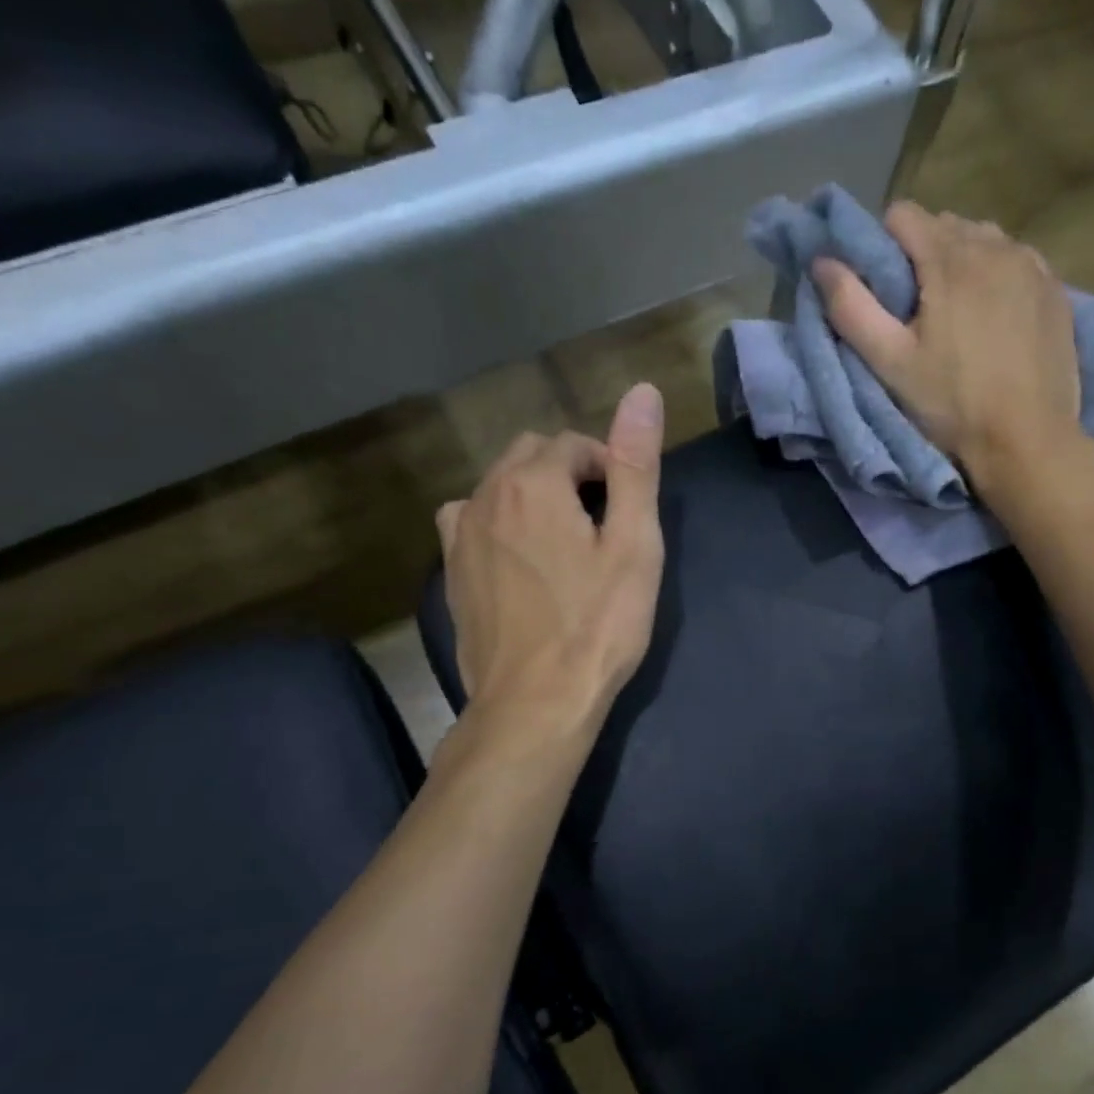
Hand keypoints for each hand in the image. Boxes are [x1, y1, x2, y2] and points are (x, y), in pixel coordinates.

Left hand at [434, 384, 665, 746]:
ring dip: (534, 496)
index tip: (629, 512)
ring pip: (499, 487)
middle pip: (531, 456)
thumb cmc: (598, 625)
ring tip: (566, 543)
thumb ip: (635, 465)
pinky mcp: (450, 573)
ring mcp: (459, 536)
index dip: (609, 469)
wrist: (536, 702)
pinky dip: (501, 524)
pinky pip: (473, 522)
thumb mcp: (634, 545)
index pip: (574, 444)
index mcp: (533, 483)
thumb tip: (643, 391)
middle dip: (570, 474)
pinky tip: (522, 561)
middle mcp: (485, 496)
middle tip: (605, 526)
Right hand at [812, 202, 1082, 500]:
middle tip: (918, 312)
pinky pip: (1017, 262)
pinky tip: (995, 320)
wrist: (1027, 441)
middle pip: (944, 225)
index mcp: (950, 258)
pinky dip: (998, 278)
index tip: (885, 292)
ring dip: (963, 264)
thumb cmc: (952, 405)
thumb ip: (851, 308)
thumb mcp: (891, 363)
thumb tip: (822, 262)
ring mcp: (1032, 265)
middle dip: (924, 255)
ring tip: (958, 315)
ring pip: (983, 240)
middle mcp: (995, 246)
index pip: (903, 215)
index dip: (883, 247)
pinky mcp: (1055, 290)